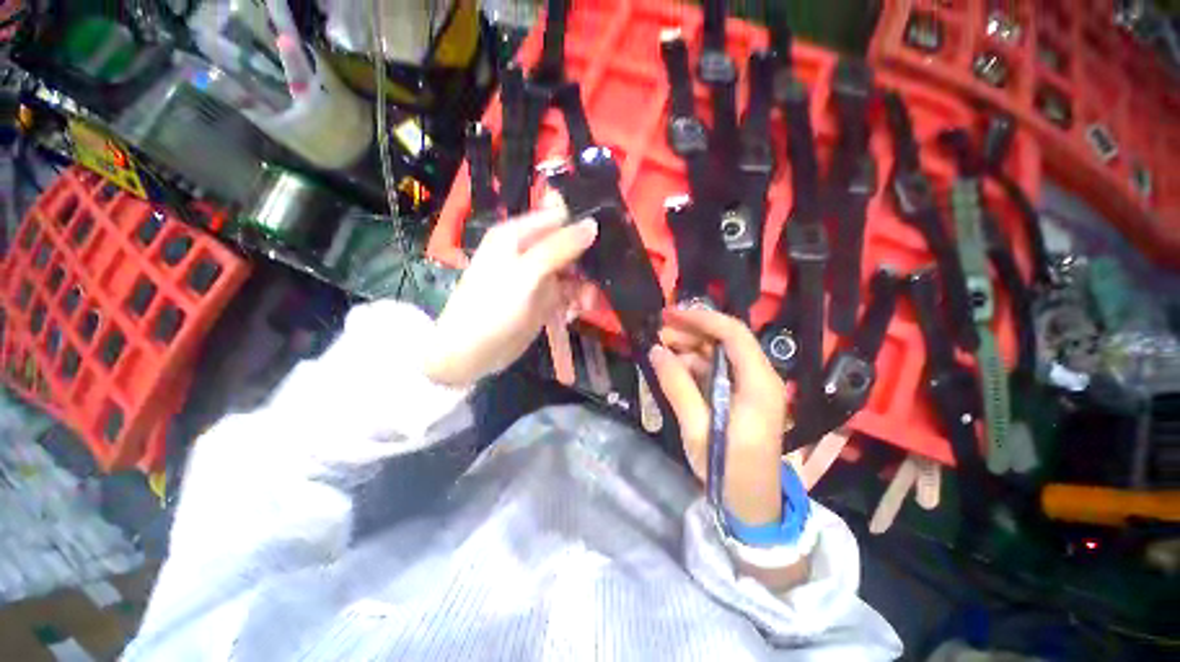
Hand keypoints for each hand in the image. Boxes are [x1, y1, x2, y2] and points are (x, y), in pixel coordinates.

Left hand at [424, 205, 597, 387]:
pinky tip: (576, 312)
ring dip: (583, 286)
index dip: (580, 226)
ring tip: (585, 304)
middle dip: (586, 262)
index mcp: (517, 235)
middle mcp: (529, 252)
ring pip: (572, 272)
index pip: (557, 217)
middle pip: (568, 246)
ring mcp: (537, 277)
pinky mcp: (543, 299)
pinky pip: (568, 293)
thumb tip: (592, 224)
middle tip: (599, 278)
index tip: (604, 240)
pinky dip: (576, 301)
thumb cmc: (493, 307)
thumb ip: (559, 248)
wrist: (473, 352)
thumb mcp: (527, 273)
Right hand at [650, 308, 788, 525]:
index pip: (734, 334)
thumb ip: (677, 385)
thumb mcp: (698, 428)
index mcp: (758, 384)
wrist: (752, 505)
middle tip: (658, 332)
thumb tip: (656, 350)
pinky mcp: (740, 395)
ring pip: (718, 353)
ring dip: (689, 347)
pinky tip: (673, 366)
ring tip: (660, 348)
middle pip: (726, 339)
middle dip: (691, 331)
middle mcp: (760, 377)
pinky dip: (693, 364)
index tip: (670, 314)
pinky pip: (715, 369)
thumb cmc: (728, 470)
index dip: (702, 319)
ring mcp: (750, 386)